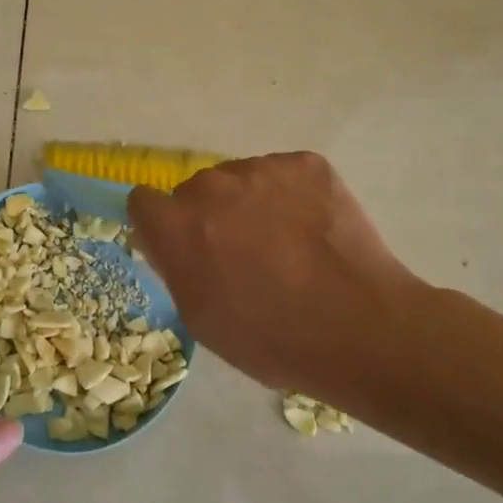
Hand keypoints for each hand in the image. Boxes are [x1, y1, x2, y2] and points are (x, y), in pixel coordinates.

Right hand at [127, 152, 430, 402]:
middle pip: (196, 190)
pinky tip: (314, 231)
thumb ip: (175, 266)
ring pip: (241, 179)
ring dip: (251, 203)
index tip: (183, 248)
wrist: (360, 327)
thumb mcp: (200, 317)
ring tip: (288, 245)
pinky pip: (283, 174)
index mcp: (178, 225)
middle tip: (243, 255)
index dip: (160, 225)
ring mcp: (263, 168)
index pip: (143, 201)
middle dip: (210, 216)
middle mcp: (212, 185)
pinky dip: (292, 196)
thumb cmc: (271, 338)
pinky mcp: (307, 163)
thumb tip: (171, 240)